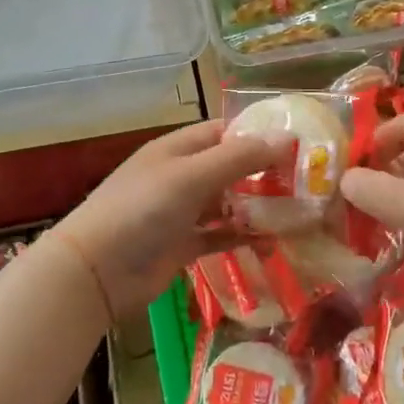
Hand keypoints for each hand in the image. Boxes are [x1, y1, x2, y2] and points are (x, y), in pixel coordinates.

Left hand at [50, 121, 289, 320]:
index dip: (258, 135)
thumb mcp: (191, 176)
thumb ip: (238, 158)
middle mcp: (180, 176)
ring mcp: (181, 213)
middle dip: (264, 173)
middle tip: (306, 182)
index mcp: (178, 149)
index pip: (224, 132)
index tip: (298, 144)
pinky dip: (242, 236)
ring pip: (227, 203)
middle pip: (229, 168)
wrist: (97, 270)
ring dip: (257, 207)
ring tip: (297, 212)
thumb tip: (286, 138)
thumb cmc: (142, 210)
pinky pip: (219, 235)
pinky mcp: (183, 246)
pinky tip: (272, 241)